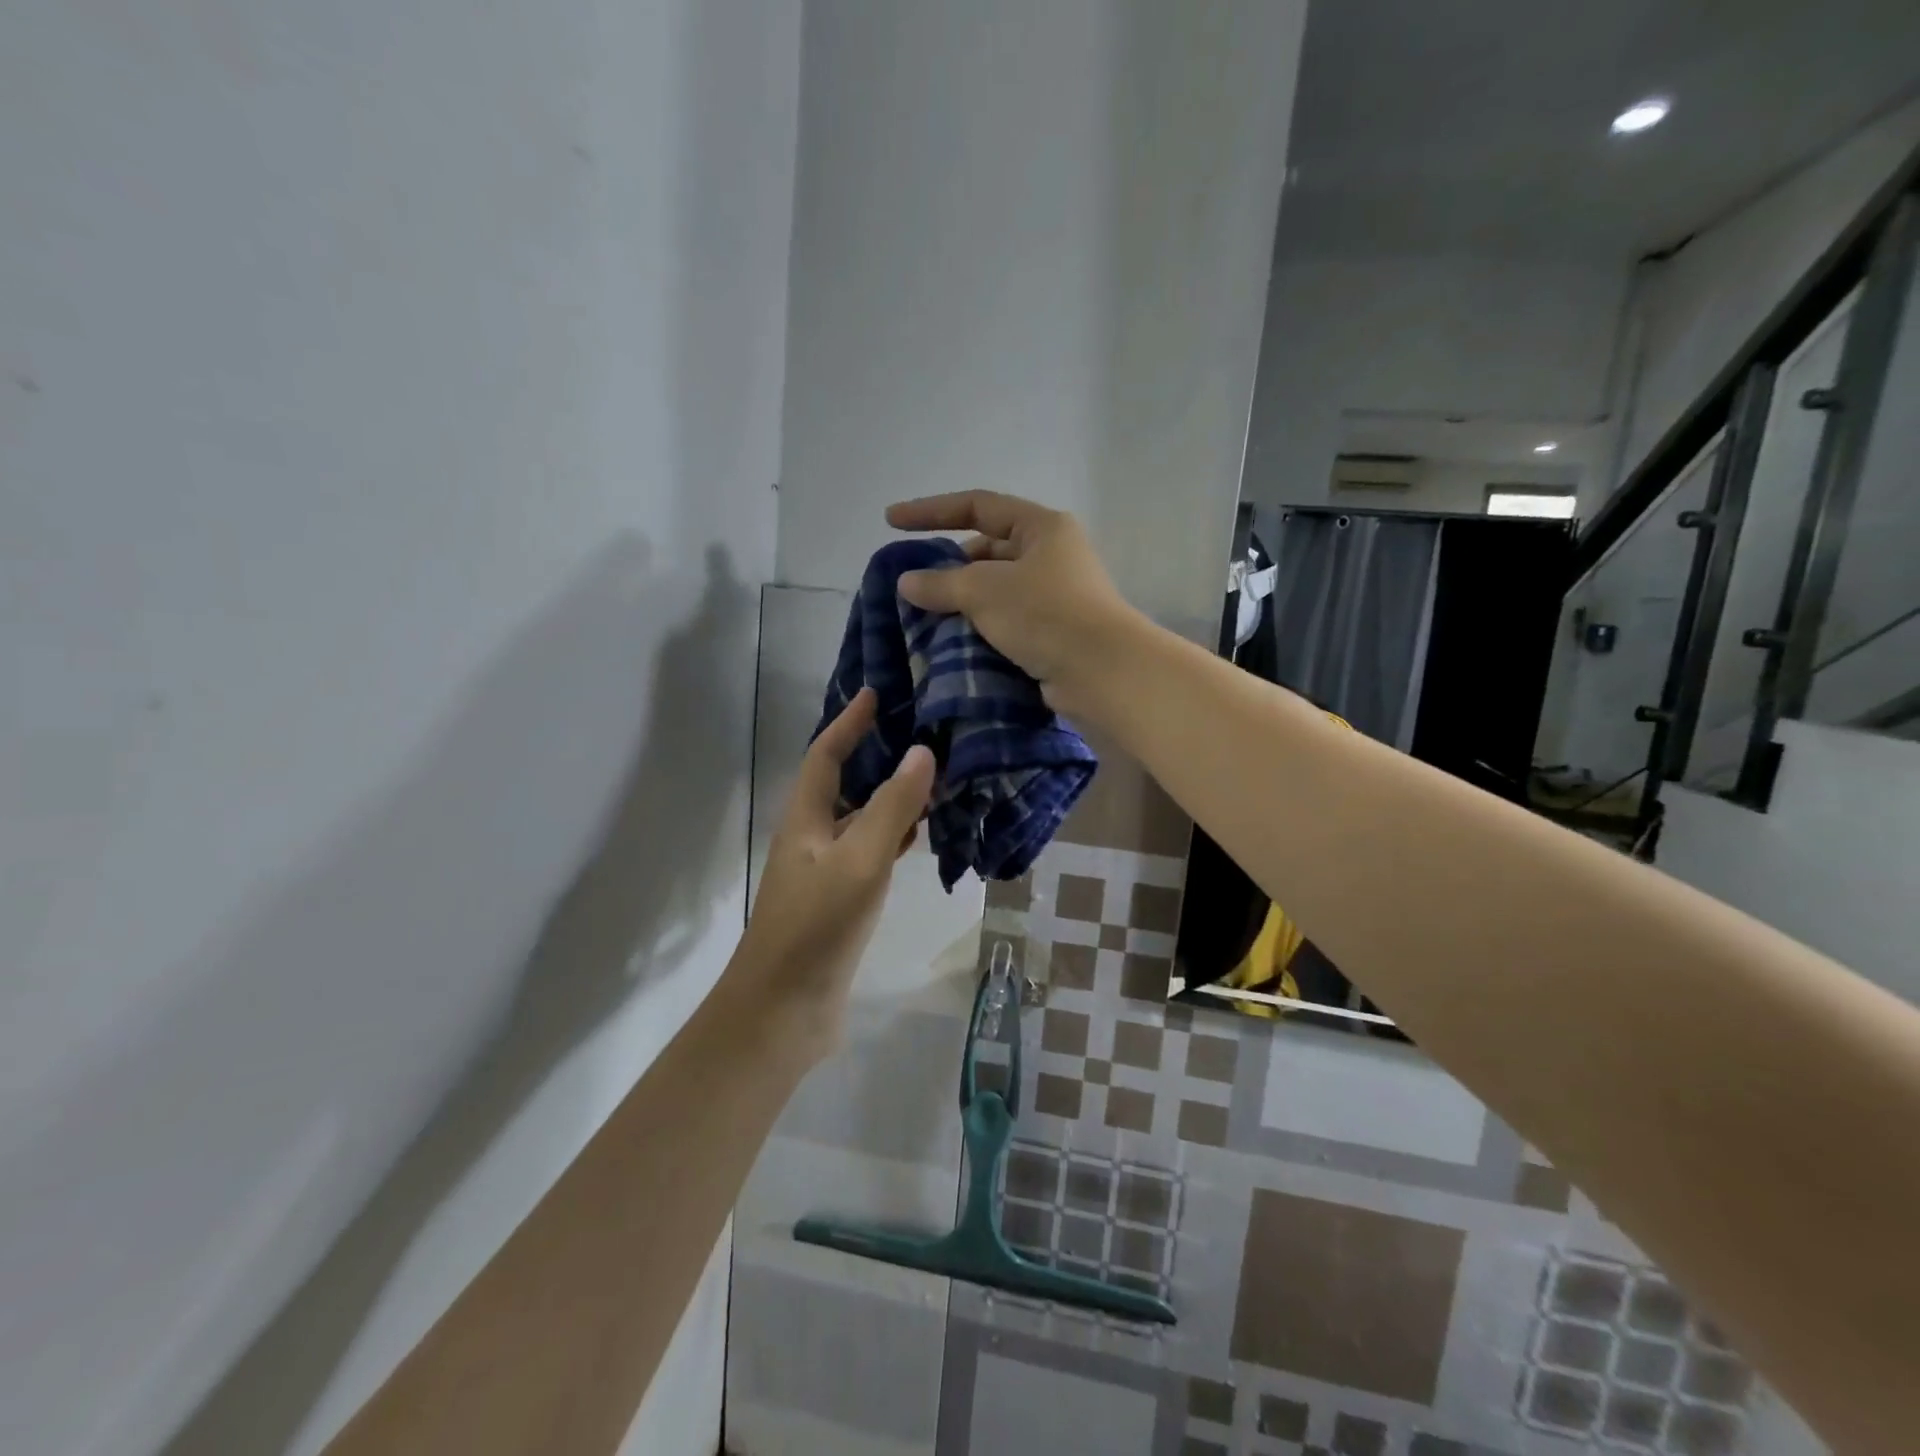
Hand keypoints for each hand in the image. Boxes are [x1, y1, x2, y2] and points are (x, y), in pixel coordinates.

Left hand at [729, 687, 934, 1055]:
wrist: (783, 1011)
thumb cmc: (816, 927)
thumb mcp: (859, 861)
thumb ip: (893, 807)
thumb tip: (922, 751)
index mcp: (805, 819)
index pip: (826, 754)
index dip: (849, 722)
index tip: (876, 693)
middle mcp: (812, 838)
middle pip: (843, 782)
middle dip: (874, 753)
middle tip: (918, 731)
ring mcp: (826, 871)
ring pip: (861, 819)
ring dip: (890, 795)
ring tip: (932, 775)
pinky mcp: (841, 901)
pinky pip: (871, 853)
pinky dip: (896, 836)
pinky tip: (922, 835)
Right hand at [884, 491, 1140, 717]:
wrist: (1101, 672)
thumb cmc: (1045, 614)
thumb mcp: (984, 591)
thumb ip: (940, 583)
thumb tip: (906, 582)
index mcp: (1041, 527)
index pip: (977, 506)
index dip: (931, 511)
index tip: (891, 521)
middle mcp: (1051, 555)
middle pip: (987, 550)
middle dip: (949, 567)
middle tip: (915, 587)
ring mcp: (1055, 595)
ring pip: (996, 590)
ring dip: (963, 602)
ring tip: (927, 618)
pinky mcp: (1054, 632)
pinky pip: (1007, 621)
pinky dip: (981, 627)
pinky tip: (955, 643)